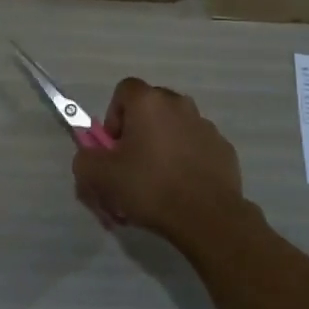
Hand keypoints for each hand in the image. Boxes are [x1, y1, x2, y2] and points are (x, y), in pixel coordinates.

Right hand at [73, 77, 246, 244]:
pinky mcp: (224, 148)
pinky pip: (195, 147)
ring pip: (174, 128)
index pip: (123, 91)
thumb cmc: (149, 187)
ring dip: (162, 146)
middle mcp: (179, 104)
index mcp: (149, 102)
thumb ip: (85, 159)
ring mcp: (206, 126)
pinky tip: (181, 188)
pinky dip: (186, 160)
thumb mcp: (99, 176)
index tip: (114, 147)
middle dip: (137, 132)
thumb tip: (91, 156)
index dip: (113, 116)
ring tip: (157, 182)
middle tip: (131, 165)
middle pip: (149, 109)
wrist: (207, 217)